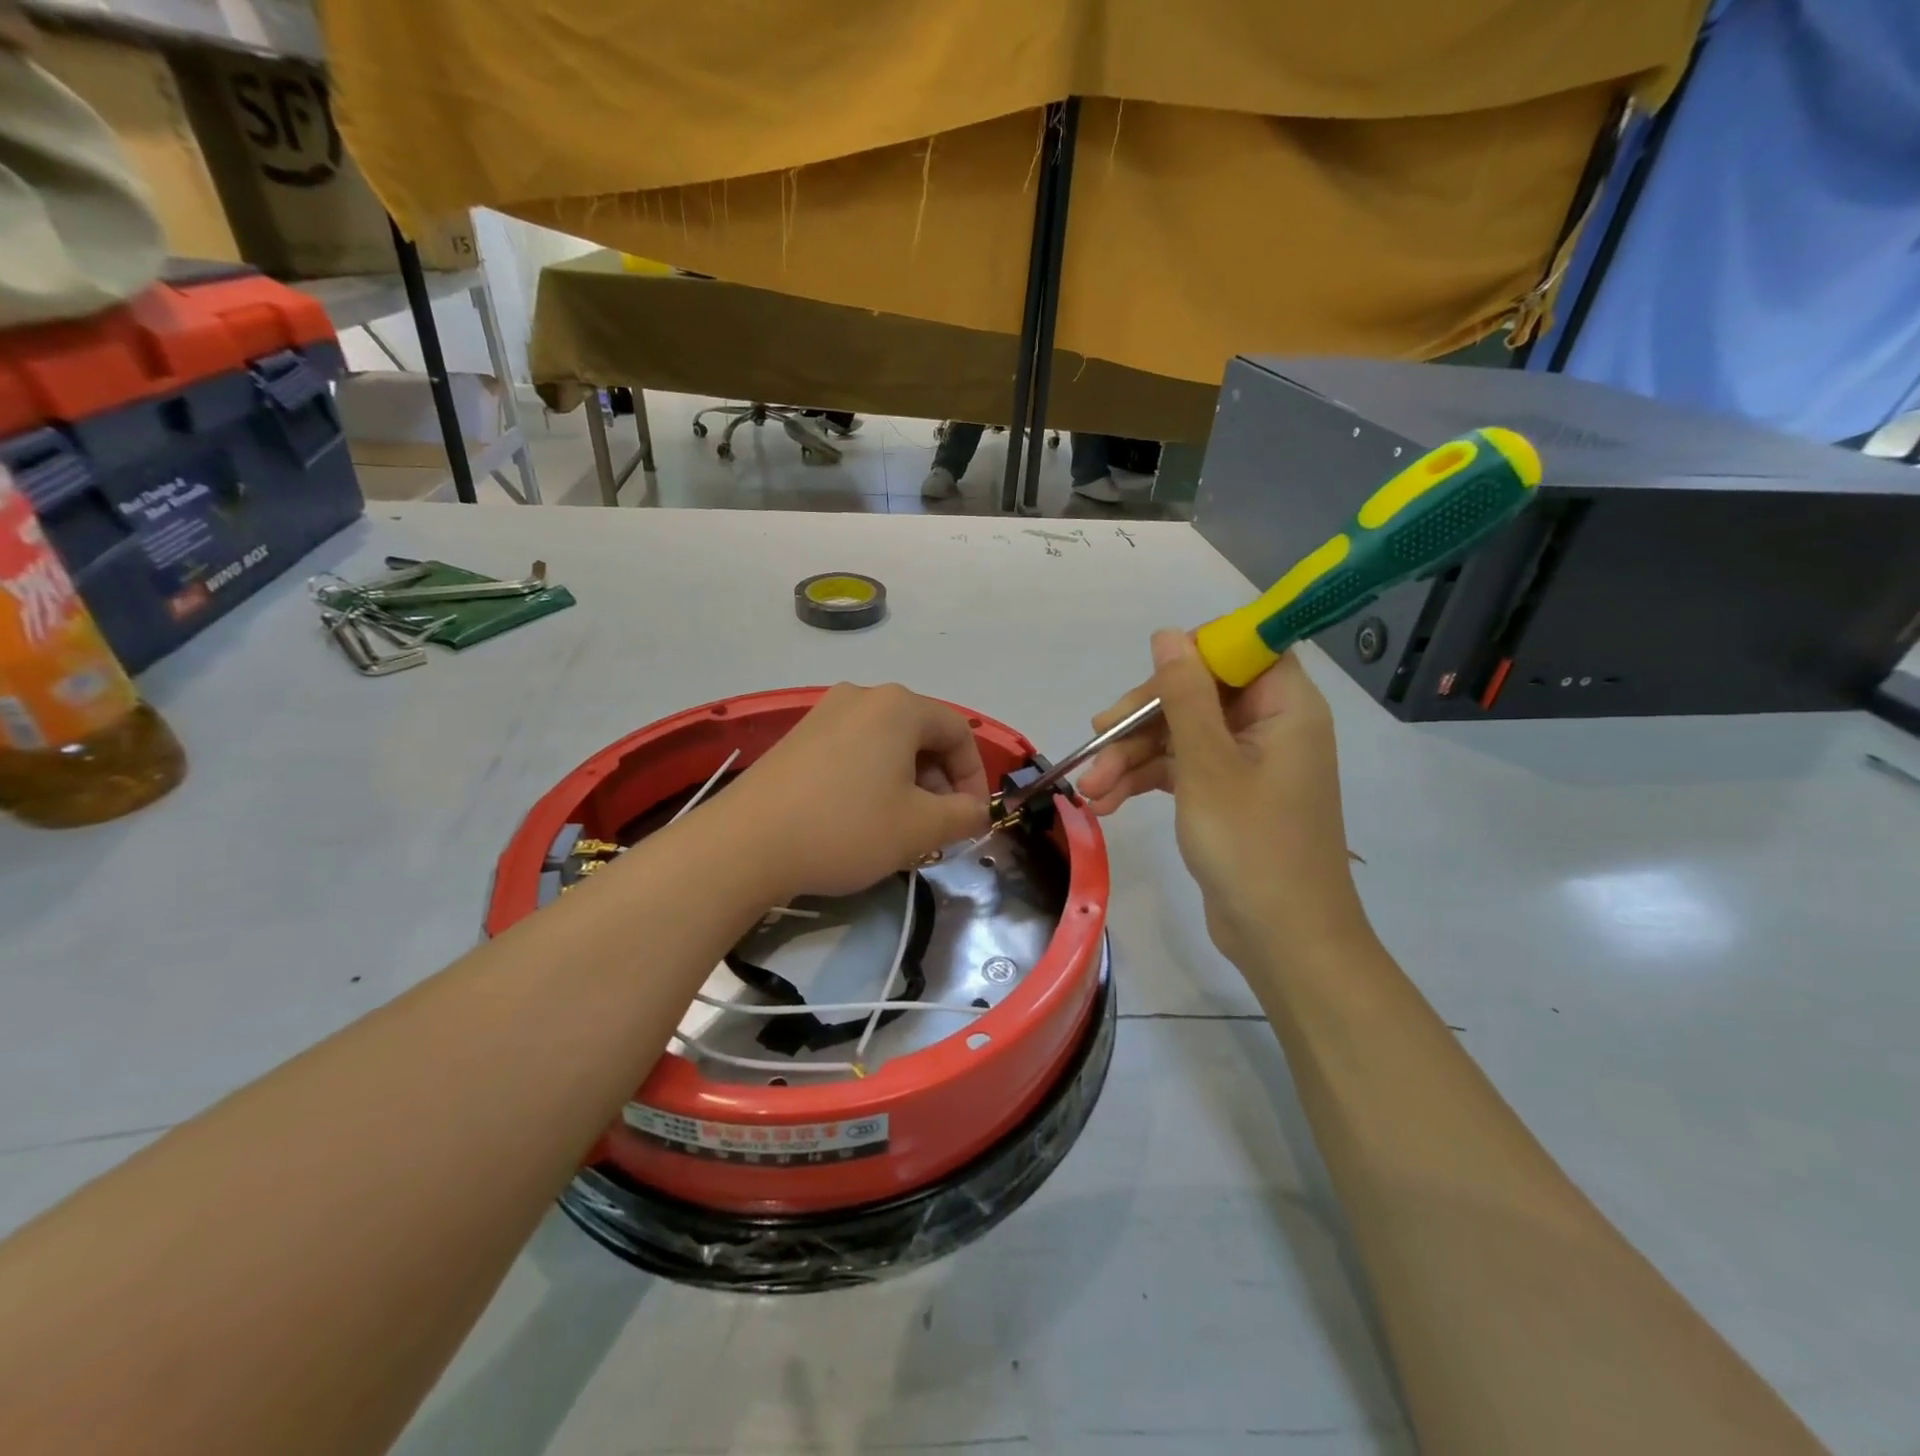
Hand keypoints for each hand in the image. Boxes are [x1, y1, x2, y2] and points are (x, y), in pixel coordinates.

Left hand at [721, 683, 990, 899]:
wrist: (746, 843)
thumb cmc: (845, 828)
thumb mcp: (919, 828)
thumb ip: (963, 816)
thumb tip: (976, 811)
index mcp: (899, 706)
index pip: (958, 731)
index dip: (973, 776)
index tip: (970, 817)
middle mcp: (862, 697)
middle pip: (922, 734)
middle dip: (939, 781)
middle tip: (937, 825)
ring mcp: (825, 713)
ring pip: (887, 743)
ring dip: (907, 782)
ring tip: (900, 825)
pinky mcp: (798, 737)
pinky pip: (854, 750)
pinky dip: (873, 778)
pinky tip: (861, 817)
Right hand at [1077, 631, 1367, 967]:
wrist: (1283, 940)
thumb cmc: (1251, 846)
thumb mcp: (1207, 765)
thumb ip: (1184, 696)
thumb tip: (1167, 634)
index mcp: (1285, 707)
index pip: (1241, 651)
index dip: (1193, 656)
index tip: (1148, 682)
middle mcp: (1269, 726)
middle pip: (1198, 694)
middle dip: (1143, 718)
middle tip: (1097, 736)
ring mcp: (1247, 763)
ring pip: (1181, 734)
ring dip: (1133, 756)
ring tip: (1089, 788)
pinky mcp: (1227, 794)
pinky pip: (1182, 769)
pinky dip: (1146, 781)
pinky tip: (1106, 801)